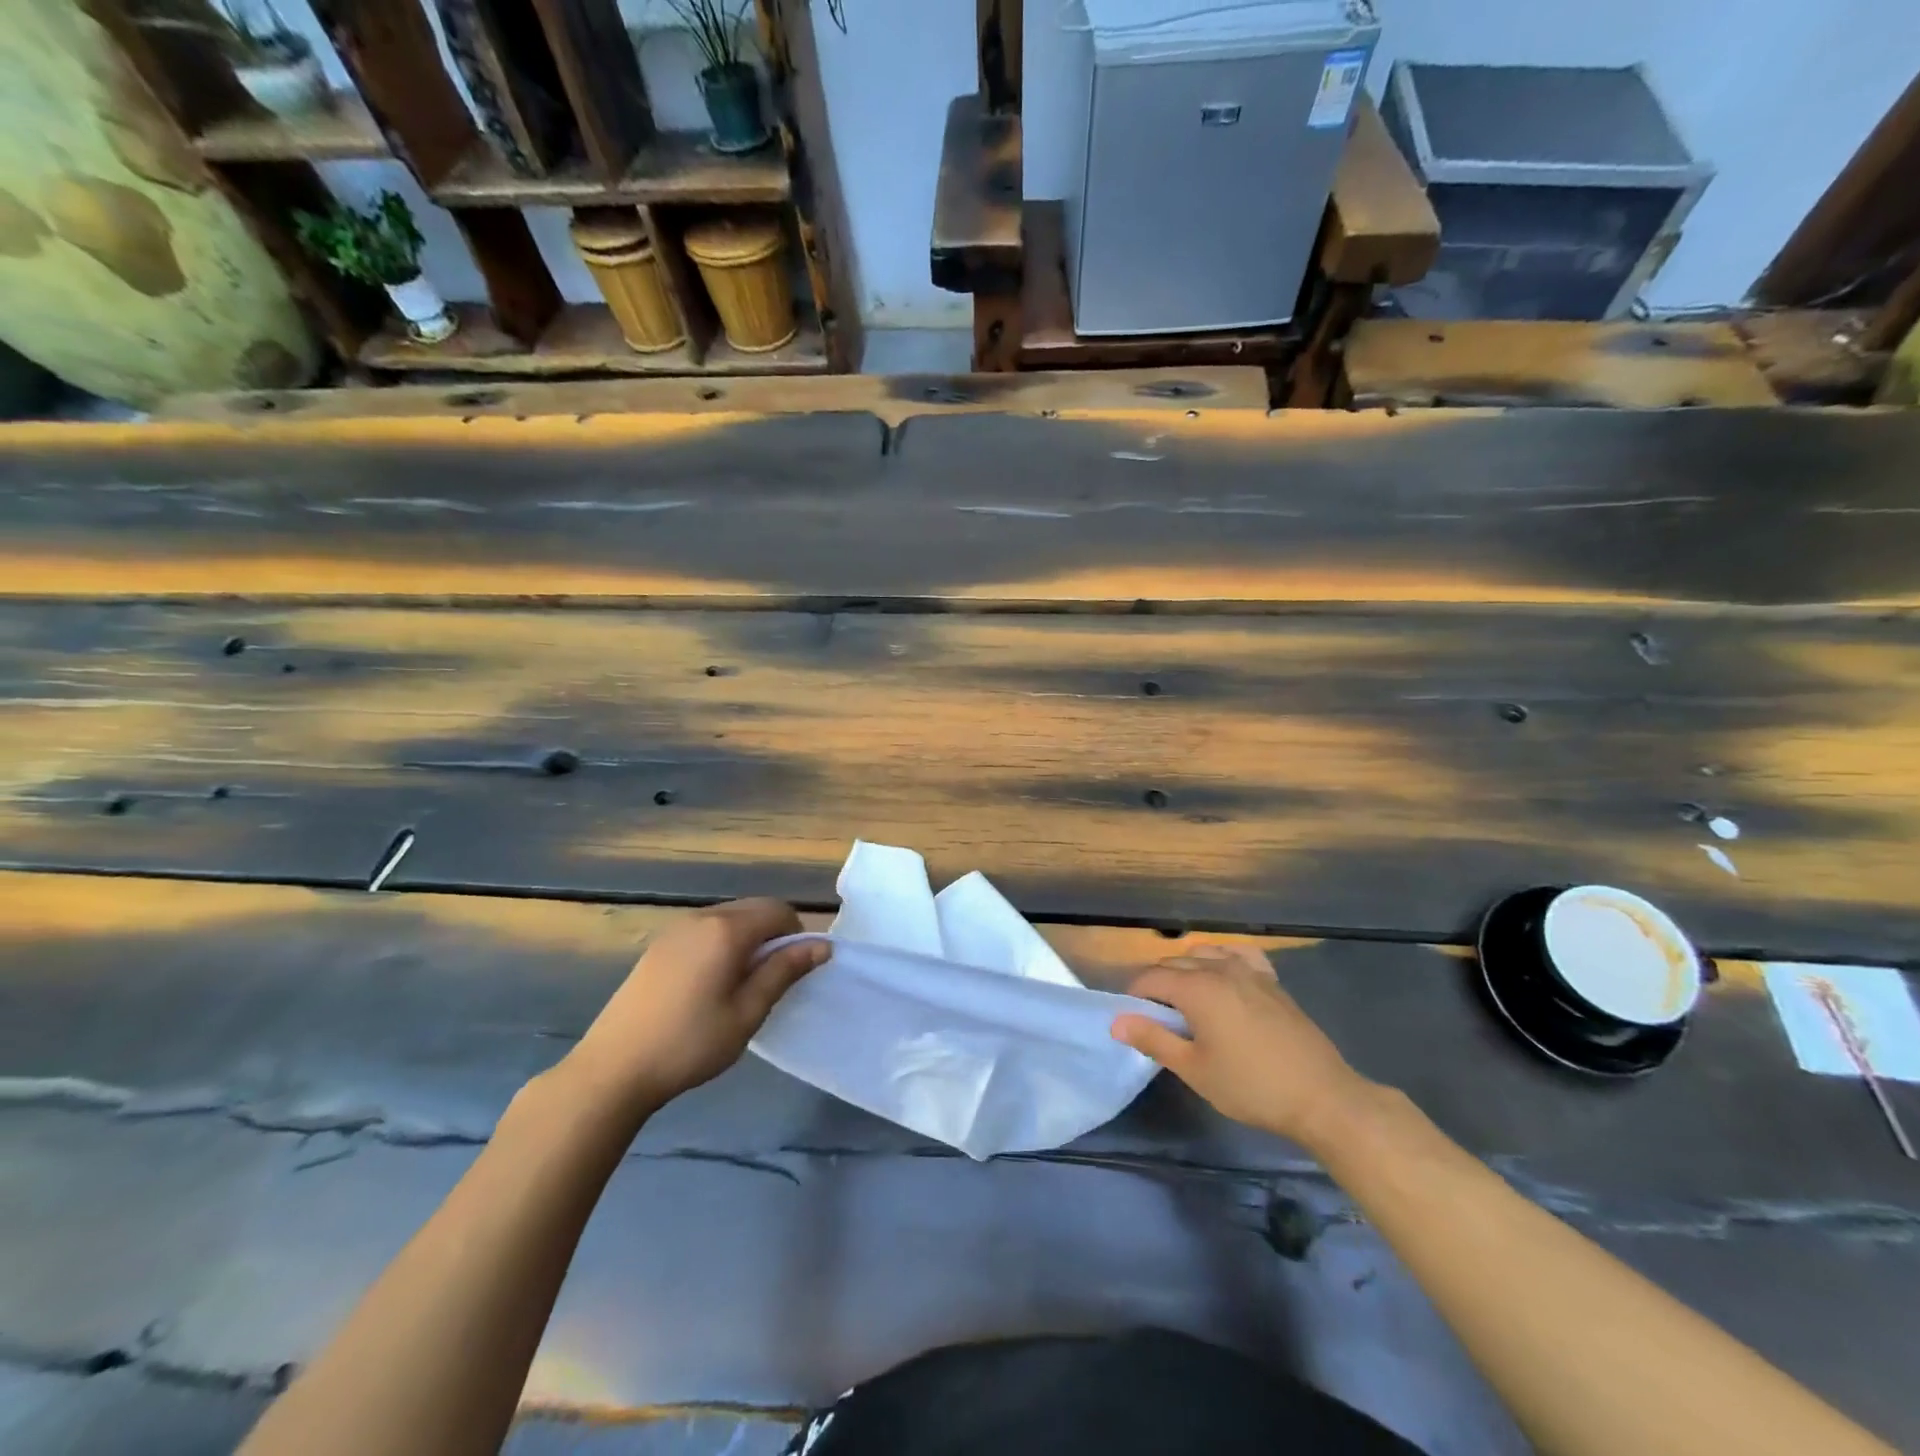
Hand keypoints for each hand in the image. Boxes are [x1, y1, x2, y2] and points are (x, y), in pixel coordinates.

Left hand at [562, 899, 828, 1116]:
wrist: (613, 1069)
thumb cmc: (690, 1043)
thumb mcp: (747, 1013)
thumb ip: (784, 972)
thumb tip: (822, 946)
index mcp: (727, 929)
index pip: (779, 911)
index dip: (796, 936)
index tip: (791, 974)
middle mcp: (702, 917)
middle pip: (754, 909)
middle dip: (772, 935)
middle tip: (768, 982)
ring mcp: (676, 929)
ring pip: (729, 917)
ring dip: (746, 939)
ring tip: (739, 986)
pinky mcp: (658, 945)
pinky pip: (705, 929)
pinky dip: (721, 944)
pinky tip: (708, 985)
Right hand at [1110, 944, 1375, 1150]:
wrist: (1321, 1097)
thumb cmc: (1251, 1086)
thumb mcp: (1194, 1070)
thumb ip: (1153, 1040)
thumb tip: (1116, 1022)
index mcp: (1196, 988)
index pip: (1151, 978)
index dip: (1135, 996)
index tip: (1133, 1020)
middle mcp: (1220, 969)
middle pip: (1175, 963)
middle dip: (1158, 983)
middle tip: (1157, 1019)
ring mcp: (1249, 971)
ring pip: (1205, 954)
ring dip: (1187, 970)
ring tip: (1187, 1001)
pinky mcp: (1272, 981)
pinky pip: (1238, 955)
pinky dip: (1222, 960)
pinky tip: (1224, 978)